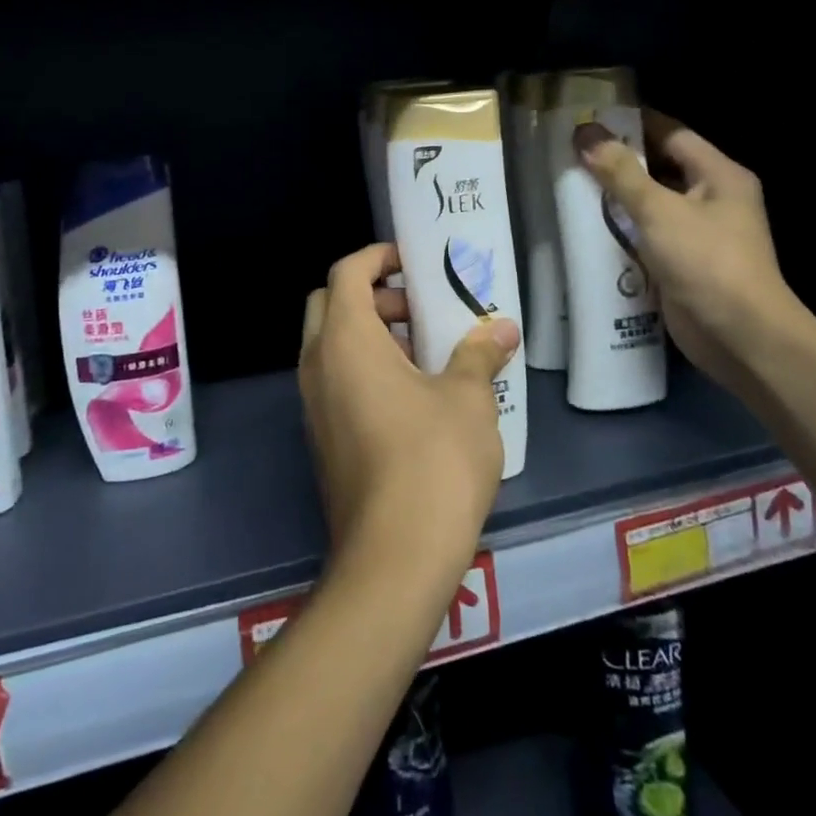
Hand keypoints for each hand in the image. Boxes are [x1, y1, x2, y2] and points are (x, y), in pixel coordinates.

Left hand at [299, 244, 519, 581]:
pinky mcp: (322, 438)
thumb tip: (502, 328)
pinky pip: (335, 380)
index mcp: (345, 340)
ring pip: (331, 344)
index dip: (378, 257)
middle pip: (330, 303)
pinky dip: (365, 368)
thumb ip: (480, 353)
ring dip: (371, 333)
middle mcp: (317, 364)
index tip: (413, 262)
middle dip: (373, 294)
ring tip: (426, 351)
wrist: (393, 559)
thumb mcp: (467, 398)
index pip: (346, 272)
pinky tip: (414, 395)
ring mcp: (314, 404)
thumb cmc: (432, 460)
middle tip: (420, 309)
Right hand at [574, 111, 800, 392]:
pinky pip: (647, 234)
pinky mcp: (683, 262)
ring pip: (651, 202)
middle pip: (660, 167)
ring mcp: (698, 233)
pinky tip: (587, 225)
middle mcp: (712, 198)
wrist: (740, 338)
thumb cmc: (707, 262)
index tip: (590, 119)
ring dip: (616, 197)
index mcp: (719, 175)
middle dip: (619, 161)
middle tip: (572, 152)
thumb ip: (621, 172)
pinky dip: (621, 228)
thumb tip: (585, 133)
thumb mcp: (659, 210)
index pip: (671, 134)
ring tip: (570, 184)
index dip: (633, 123)